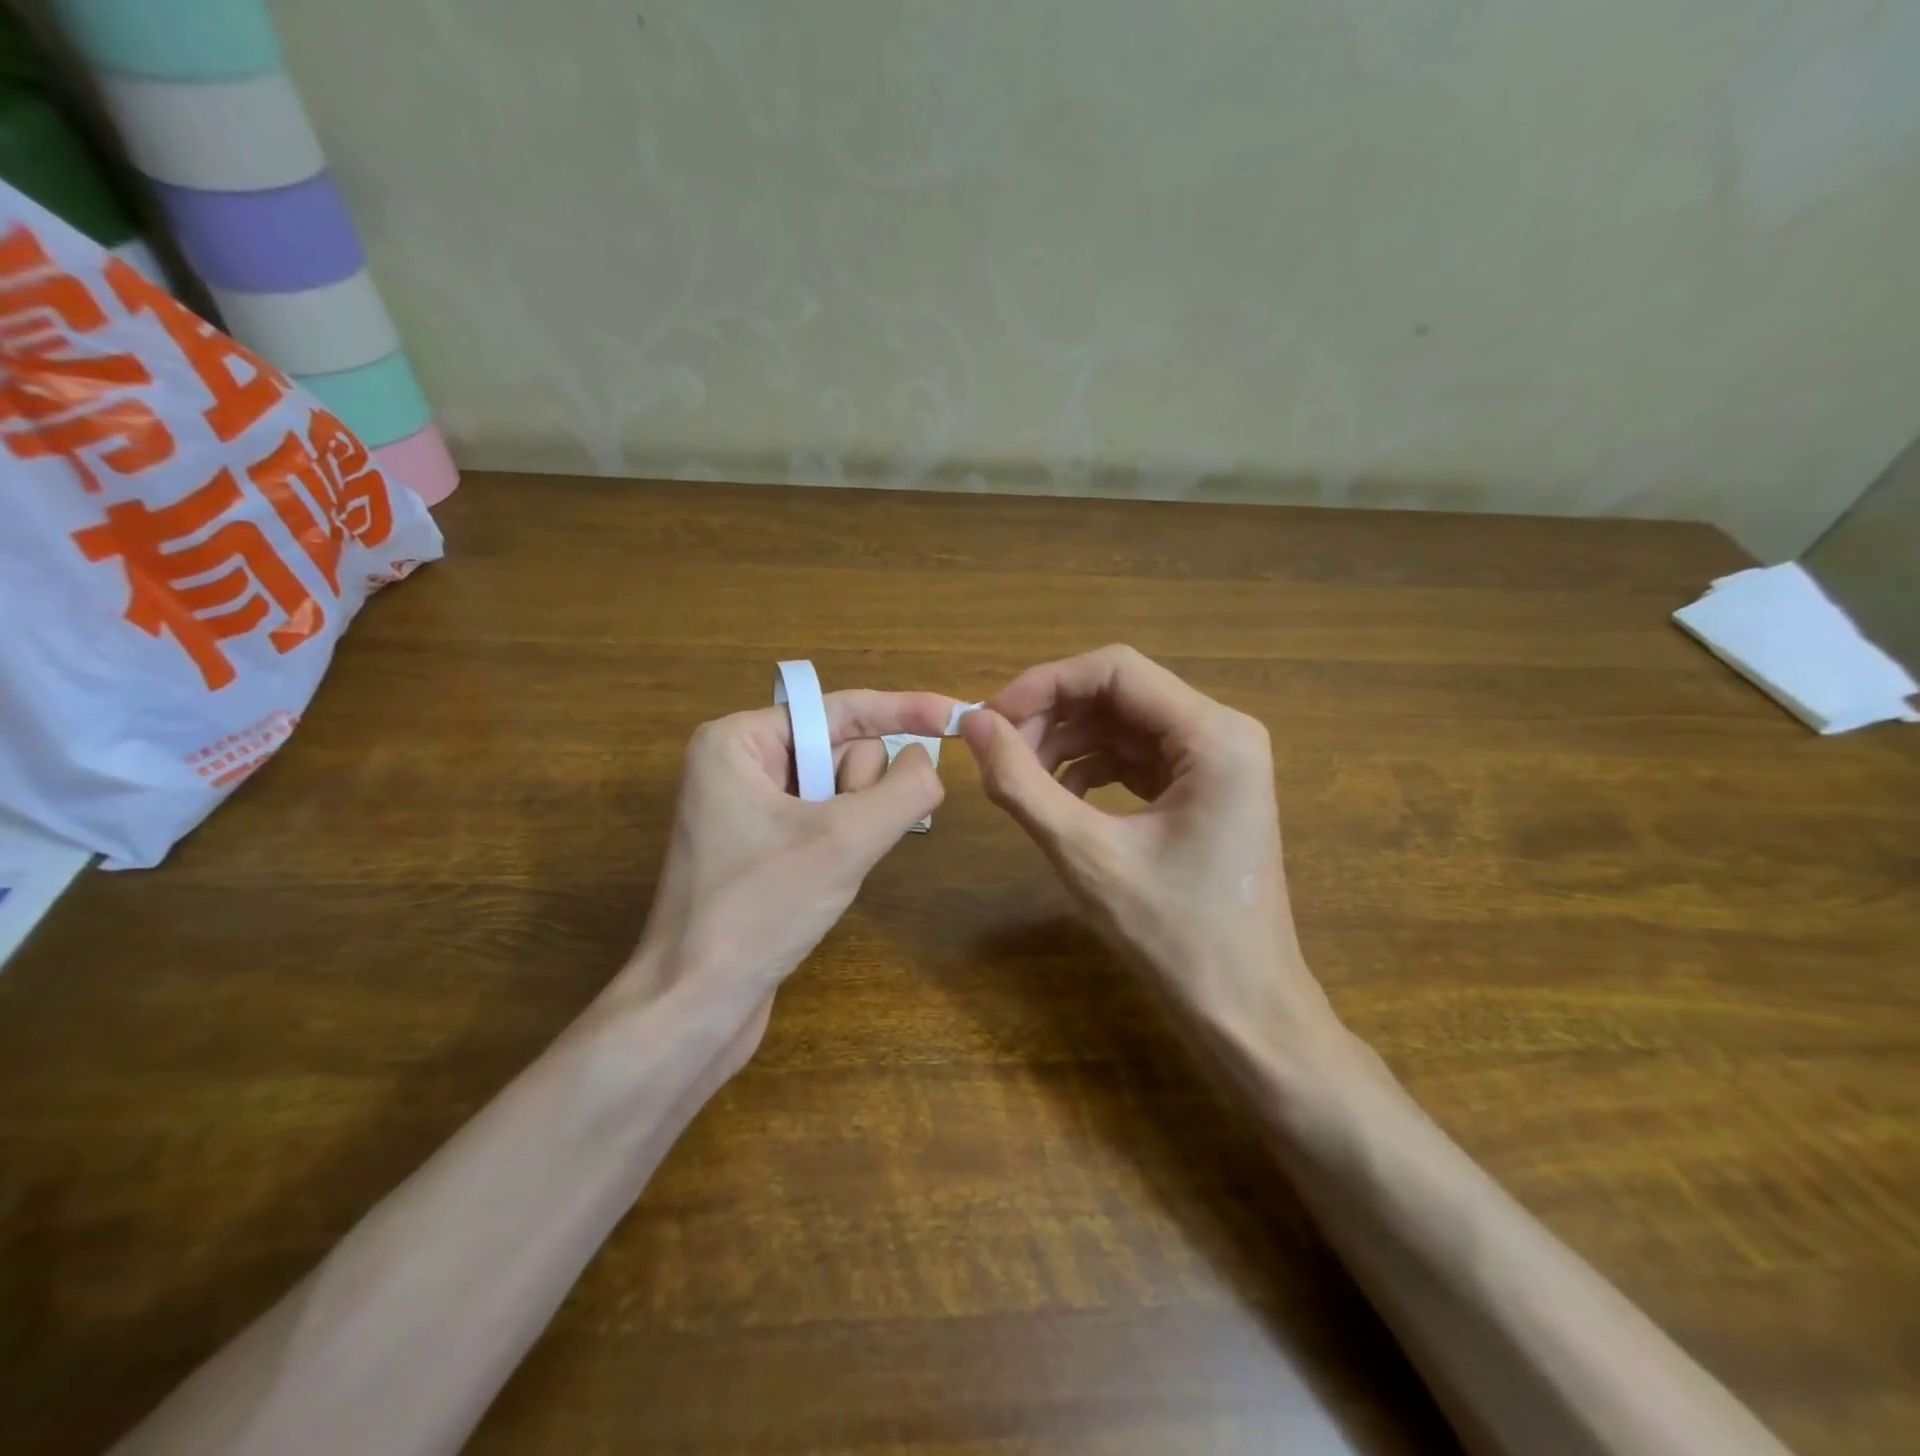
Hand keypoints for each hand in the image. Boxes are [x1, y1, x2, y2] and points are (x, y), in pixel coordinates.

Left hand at [622, 688, 958, 1058]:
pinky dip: (842, 843)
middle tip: (836, 840)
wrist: (694, 1004)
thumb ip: (903, 790)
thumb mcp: (844, 841)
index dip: (905, 709)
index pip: (841, 709)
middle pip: (841, 750)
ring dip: (853, 825)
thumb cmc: (759, 910)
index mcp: (739, 740)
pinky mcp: (761, 846)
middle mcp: (740, 763)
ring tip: (823, 868)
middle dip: (858, 792)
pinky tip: (820, 880)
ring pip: (840, 789)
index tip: (960, 715)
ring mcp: (748, 807)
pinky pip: (826, 820)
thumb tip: (928, 762)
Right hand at [961, 645, 1337, 1047]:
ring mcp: (1218, 762)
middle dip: (1051, 716)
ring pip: (1123, 725)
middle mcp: (1224, 733)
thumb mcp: (1086, 854)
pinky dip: (1091, 769)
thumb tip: (972, 723)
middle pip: (1119, 694)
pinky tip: (1060, 799)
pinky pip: (1136, 758)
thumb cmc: (1173, 935)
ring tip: (1019, 779)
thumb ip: (1022, 782)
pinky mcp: (1204, 790)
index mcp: (1214, 735)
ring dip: (1066, 743)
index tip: (989, 719)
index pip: (1114, 670)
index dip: (1043, 684)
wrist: (1243, 1010)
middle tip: (997, 754)